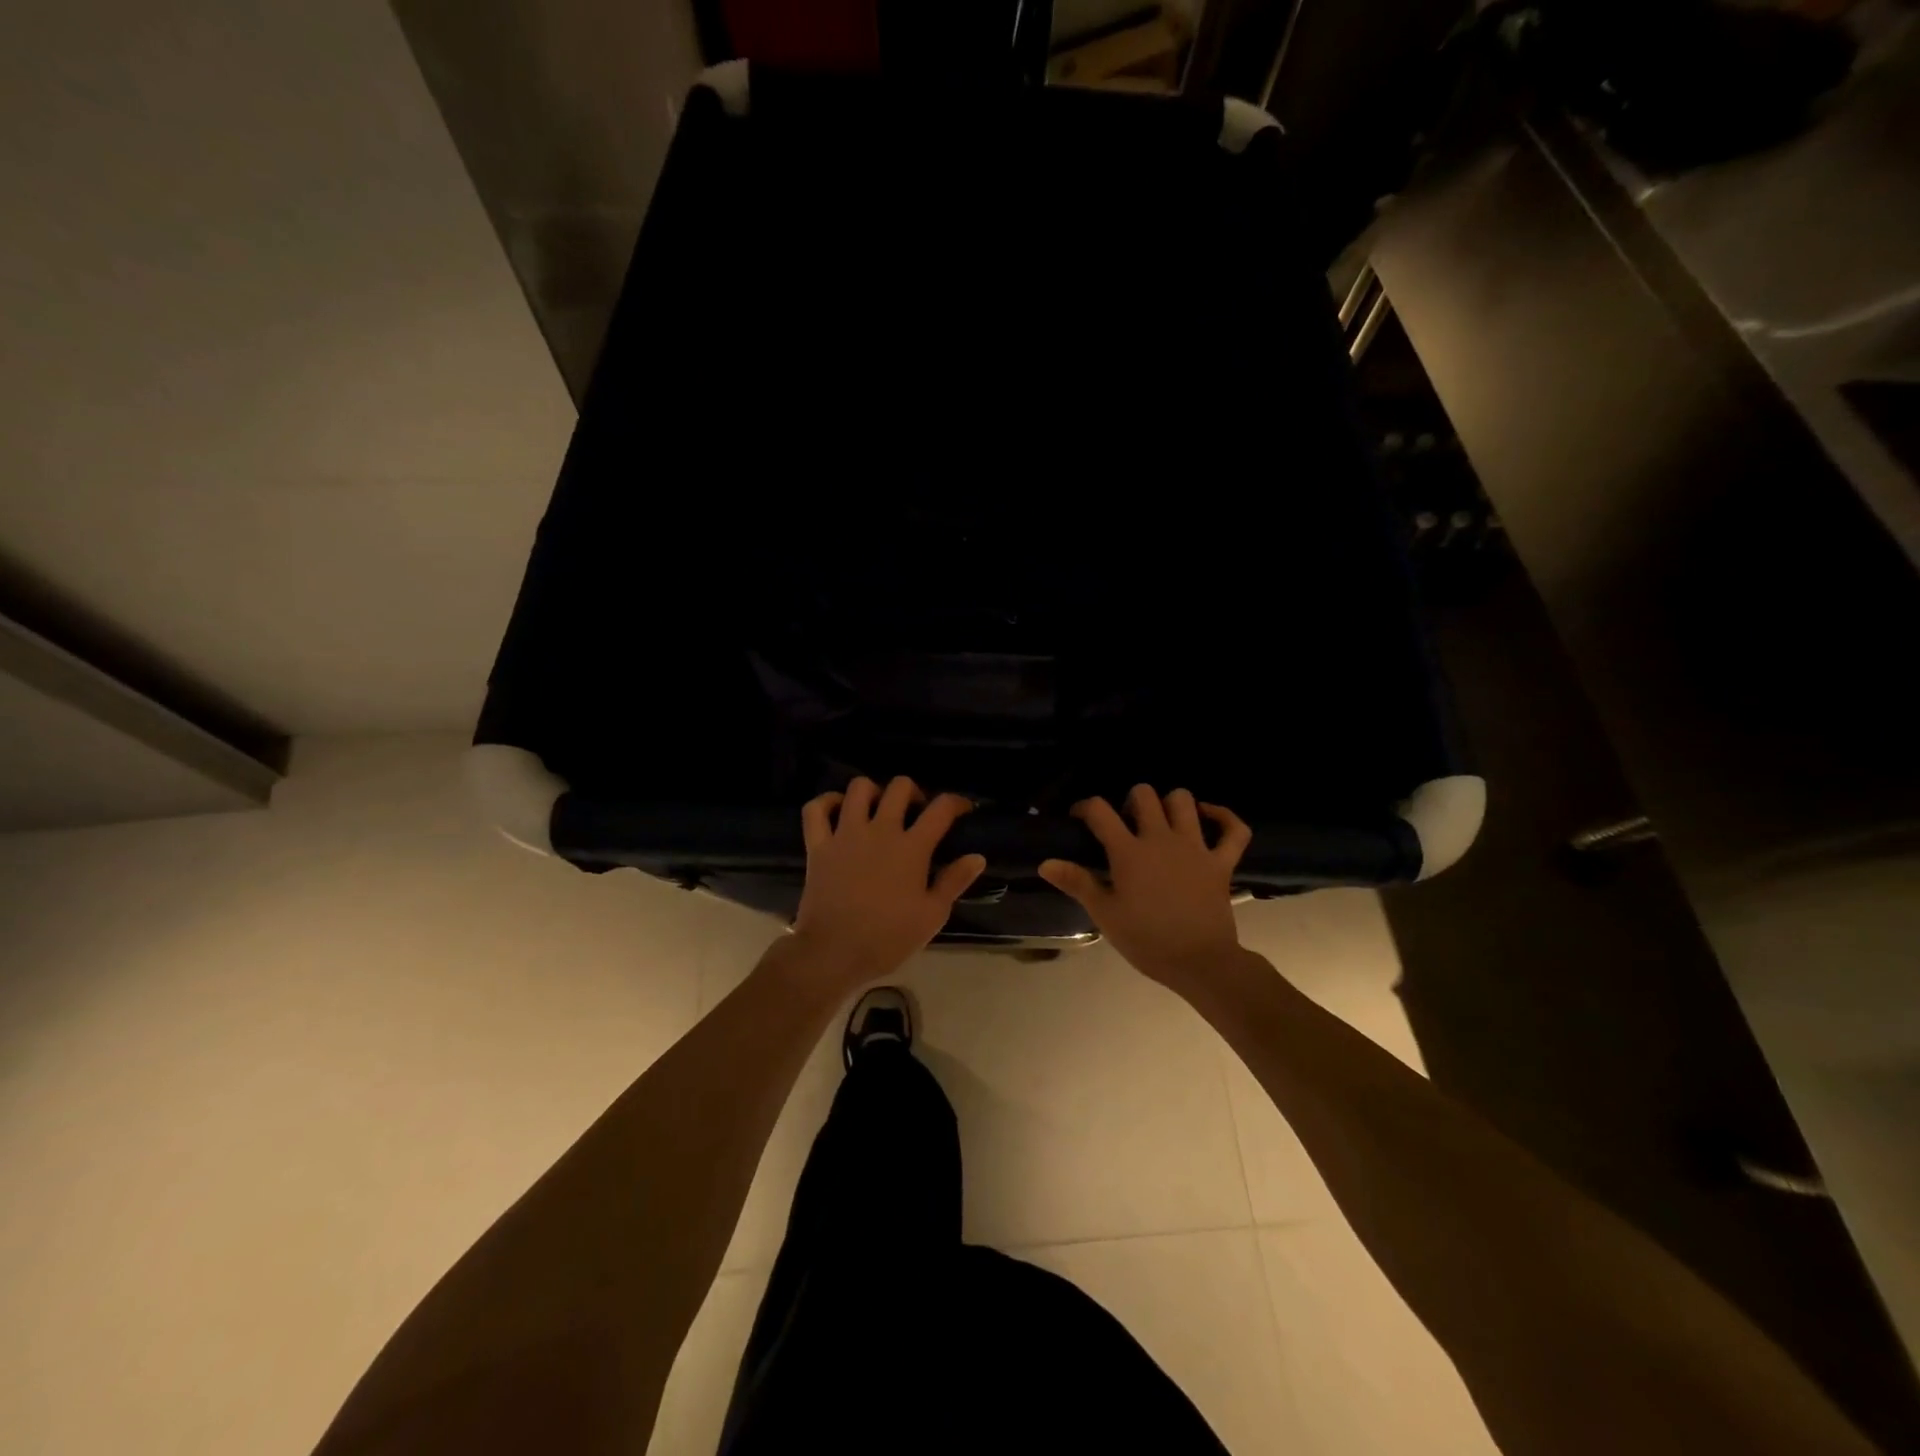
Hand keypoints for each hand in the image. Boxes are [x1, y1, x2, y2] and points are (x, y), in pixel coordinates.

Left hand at [787, 776, 986, 991]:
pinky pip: (816, 809)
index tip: (962, 809)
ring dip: (872, 792)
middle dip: (913, 792)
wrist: (834, 952)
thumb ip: (955, 881)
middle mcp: (880, 830)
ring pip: (858, 788)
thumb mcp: (932, 916)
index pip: (941, 808)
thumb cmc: (888, 937)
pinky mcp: (818, 844)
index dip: (957, 802)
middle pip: (899, 787)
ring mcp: (845, 834)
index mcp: (912, 847)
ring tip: (878, 809)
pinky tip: (837, 811)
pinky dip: (826, 803)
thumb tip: (977, 857)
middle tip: (915, 811)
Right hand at [1038, 785, 1251, 988]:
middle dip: (1130, 801)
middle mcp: (1161, 839)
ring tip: (1162, 821)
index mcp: (1129, 852)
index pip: (1100, 811)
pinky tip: (1209, 816)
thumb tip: (1046, 863)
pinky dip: (1224, 818)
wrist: (1199, 962)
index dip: (1086, 807)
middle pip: (1144, 795)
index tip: (1080, 818)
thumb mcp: (1105, 914)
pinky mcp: (1221, 862)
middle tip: (1125, 824)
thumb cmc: (1146, 940)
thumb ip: (1077, 883)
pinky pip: (1234, 830)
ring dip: (1170, 804)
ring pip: (1184, 801)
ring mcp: (1195, 847)